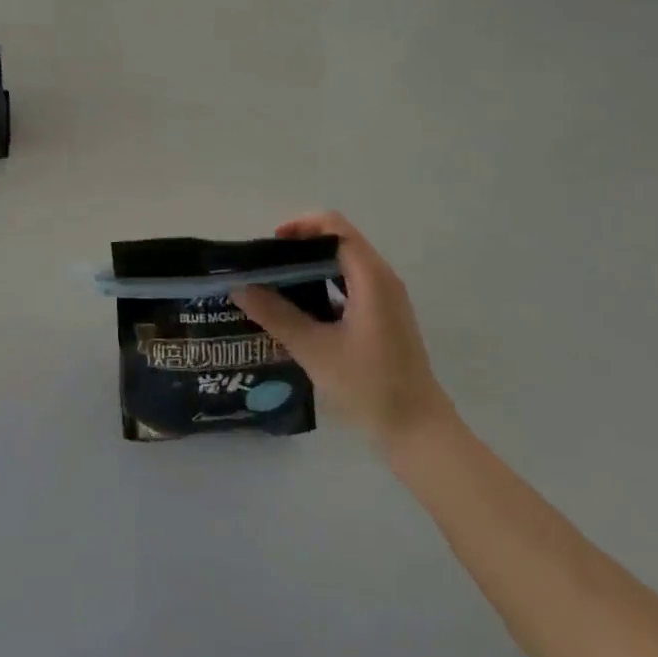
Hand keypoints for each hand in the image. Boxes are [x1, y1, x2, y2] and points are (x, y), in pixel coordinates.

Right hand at [233, 212, 454, 446]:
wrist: (418, 430)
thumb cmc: (369, 385)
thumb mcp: (315, 349)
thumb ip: (276, 314)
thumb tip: (239, 287)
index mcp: (371, 277)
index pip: (335, 227)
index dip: (301, 226)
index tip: (271, 244)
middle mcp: (382, 279)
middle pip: (339, 241)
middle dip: (301, 247)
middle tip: (268, 266)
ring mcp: (386, 298)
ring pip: (344, 264)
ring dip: (311, 266)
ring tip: (277, 285)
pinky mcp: (385, 317)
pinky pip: (351, 285)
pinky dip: (325, 285)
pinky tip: (300, 310)